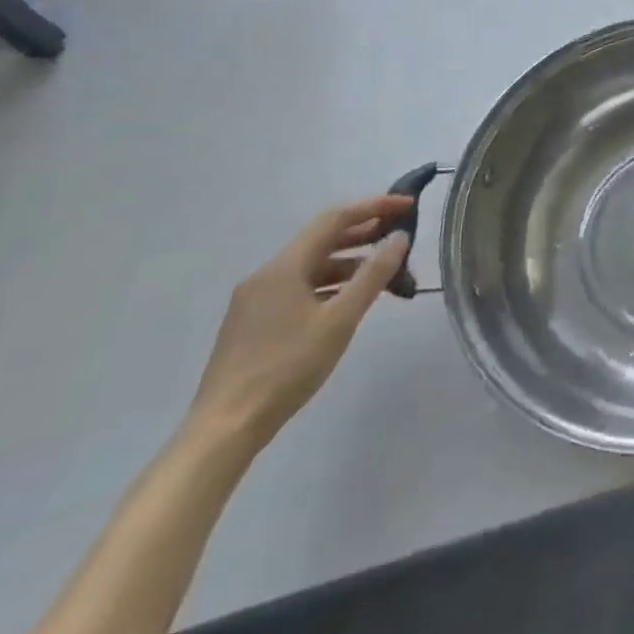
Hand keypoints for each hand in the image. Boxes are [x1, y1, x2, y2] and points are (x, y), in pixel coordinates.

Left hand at [188, 196, 412, 450]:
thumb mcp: (340, 319)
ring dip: (349, 262)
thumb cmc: (287, 367)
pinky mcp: (253, 323)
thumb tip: (399, 237)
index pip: (334, 219)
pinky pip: (299, 287)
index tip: (407, 205)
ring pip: (311, 266)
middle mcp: (266, 275)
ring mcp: (255, 300)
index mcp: (284, 267)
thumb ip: (373, 275)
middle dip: (364, 232)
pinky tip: (349, 300)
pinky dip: (330, 284)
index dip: (374, 207)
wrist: (226, 428)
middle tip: (401, 233)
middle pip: (321, 240)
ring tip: (384, 271)